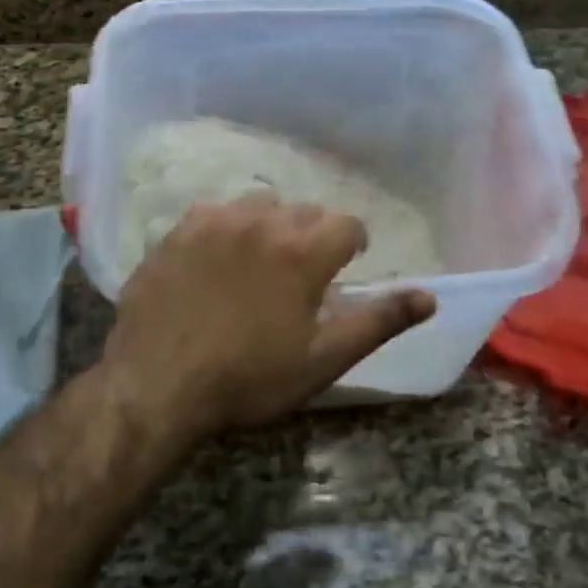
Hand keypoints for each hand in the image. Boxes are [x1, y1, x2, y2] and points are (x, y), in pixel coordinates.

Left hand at [99, 197, 436, 440]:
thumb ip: (378, 321)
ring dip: (269, 225)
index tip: (345, 267)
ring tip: (259, 260)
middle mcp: (261, 222)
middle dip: (311, 235)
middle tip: (301, 273)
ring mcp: (214, 222)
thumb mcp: (322, 360)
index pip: (347, 224)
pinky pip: (213, 212)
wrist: (157, 383)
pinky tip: (214, 259)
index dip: (353, 244)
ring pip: (257, 204)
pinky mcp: (176, 231)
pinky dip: (225, 228)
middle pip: (303, 210)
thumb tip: (430, 296)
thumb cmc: (248, 378)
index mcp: (302, 251)